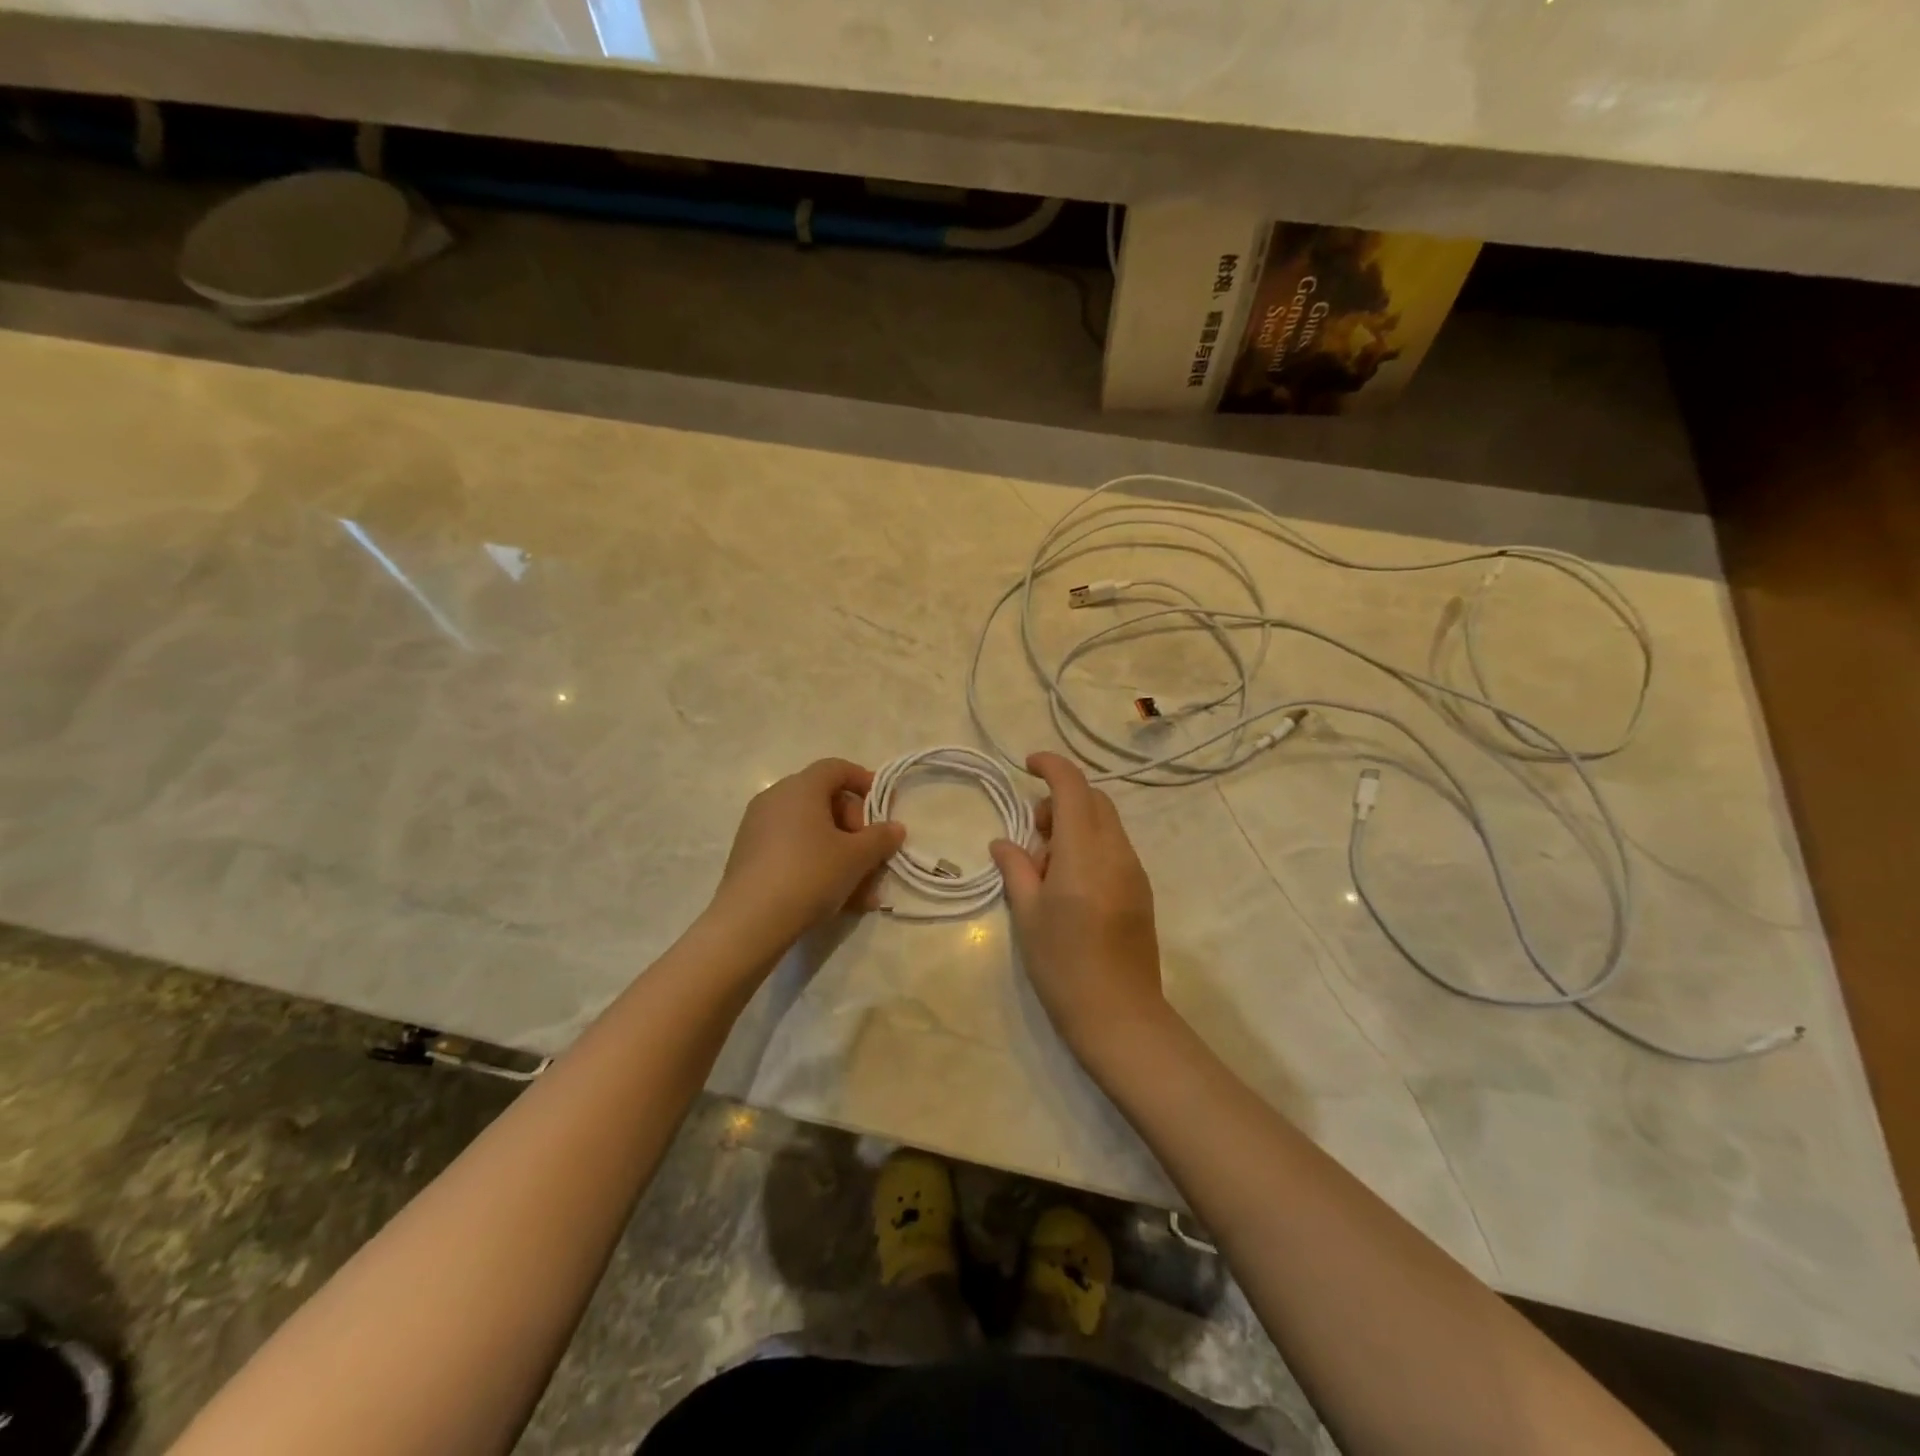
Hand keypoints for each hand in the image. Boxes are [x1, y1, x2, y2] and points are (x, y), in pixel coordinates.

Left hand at [710, 758, 905, 953]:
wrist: (750, 922)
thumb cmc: (809, 874)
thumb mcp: (856, 857)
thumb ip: (880, 838)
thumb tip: (895, 828)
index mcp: (800, 788)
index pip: (837, 768)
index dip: (865, 782)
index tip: (885, 807)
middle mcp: (775, 799)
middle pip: (826, 802)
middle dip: (856, 830)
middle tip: (873, 857)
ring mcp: (758, 828)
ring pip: (812, 833)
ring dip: (842, 856)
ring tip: (863, 893)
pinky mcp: (750, 857)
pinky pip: (793, 851)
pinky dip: (818, 866)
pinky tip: (838, 900)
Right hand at [989, 753, 1169, 1064]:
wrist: (1119, 1015)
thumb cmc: (1063, 964)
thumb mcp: (1028, 915)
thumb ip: (1016, 869)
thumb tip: (1004, 842)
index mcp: (1085, 853)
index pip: (1073, 788)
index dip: (1051, 766)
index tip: (1028, 764)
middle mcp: (1116, 852)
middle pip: (1095, 800)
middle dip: (1062, 798)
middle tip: (1034, 832)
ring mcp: (1134, 871)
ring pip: (1107, 823)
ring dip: (1077, 822)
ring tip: (1049, 862)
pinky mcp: (1141, 890)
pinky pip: (1115, 847)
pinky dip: (1091, 843)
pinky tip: (1071, 881)